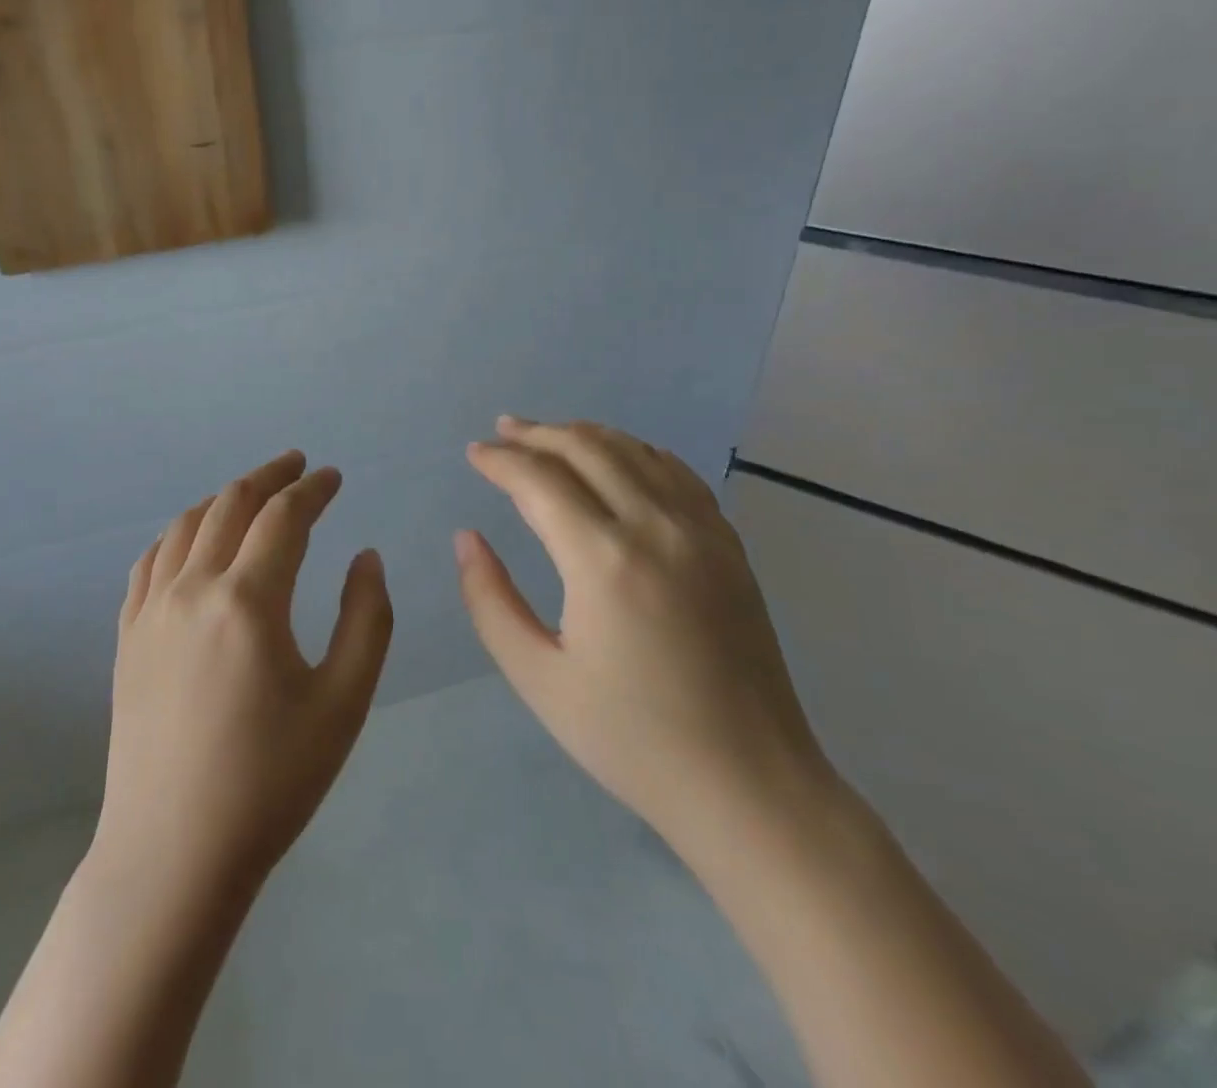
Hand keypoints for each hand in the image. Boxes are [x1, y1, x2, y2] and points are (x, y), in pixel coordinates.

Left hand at [96, 451, 393, 897]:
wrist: (174, 852)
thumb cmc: (271, 780)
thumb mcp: (343, 702)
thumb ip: (365, 619)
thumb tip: (364, 556)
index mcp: (248, 599)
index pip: (284, 517)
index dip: (312, 489)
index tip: (333, 477)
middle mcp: (193, 588)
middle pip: (230, 505)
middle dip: (269, 477)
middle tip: (297, 465)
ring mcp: (152, 611)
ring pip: (185, 526)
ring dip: (223, 498)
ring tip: (251, 494)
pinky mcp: (128, 637)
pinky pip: (150, 562)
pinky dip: (178, 534)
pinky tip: (191, 541)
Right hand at [454, 417, 831, 851]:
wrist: (749, 784)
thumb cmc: (631, 739)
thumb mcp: (538, 678)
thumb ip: (490, 601)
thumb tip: (467, 538)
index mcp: (604, 560)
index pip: (539, 480)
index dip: (500, 461)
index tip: (474, 454)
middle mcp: (656, 528)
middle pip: (587, 448)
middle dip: (537, 434)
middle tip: (501, 432)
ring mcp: (701, 532)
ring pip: (634, 451)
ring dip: (584, 434)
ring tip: (547, 435)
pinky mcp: (728, 545)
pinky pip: (676, 473)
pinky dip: (635, 451)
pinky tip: (617, 457)